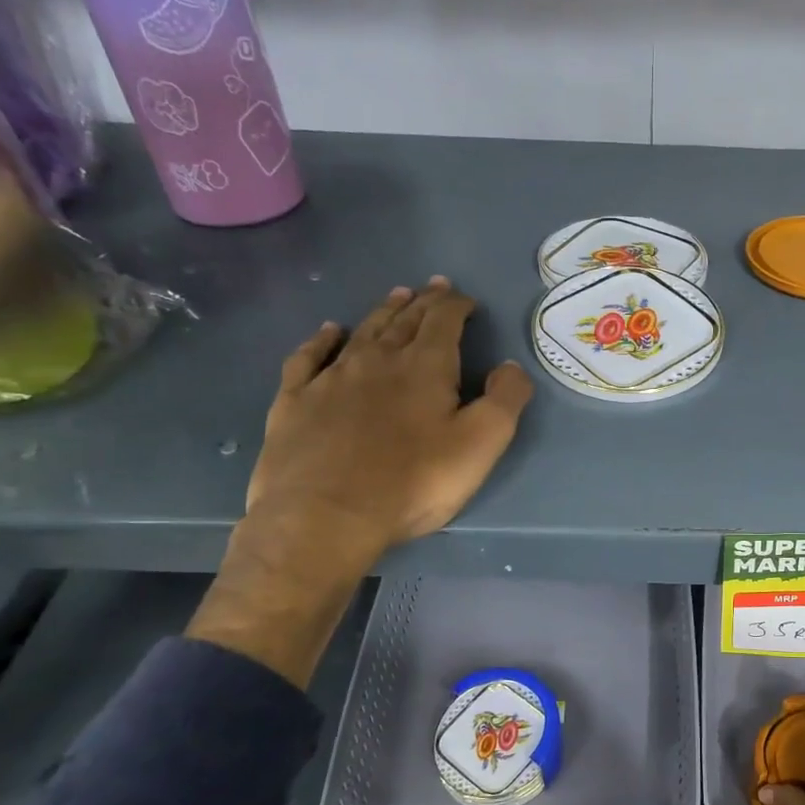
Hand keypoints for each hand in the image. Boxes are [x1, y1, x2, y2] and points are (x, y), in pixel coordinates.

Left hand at [188, 278, 533, 686]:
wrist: (325, 516)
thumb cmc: (413, 482)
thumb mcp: (481, 445)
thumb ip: (504, 400)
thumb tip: (510, 365)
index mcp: (424, 367)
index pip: (443, 321)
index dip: (456, 306)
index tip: (466, 300)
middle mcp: (377, 360)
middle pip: (403, 320)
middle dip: (423, 302)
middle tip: (433, 288)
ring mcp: (330, 378)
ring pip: (362, 332)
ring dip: (383, 312)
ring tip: (396, 298)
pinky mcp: (295, 401)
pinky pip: (309, 357)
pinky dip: (322, 340)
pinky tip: (330, 332)